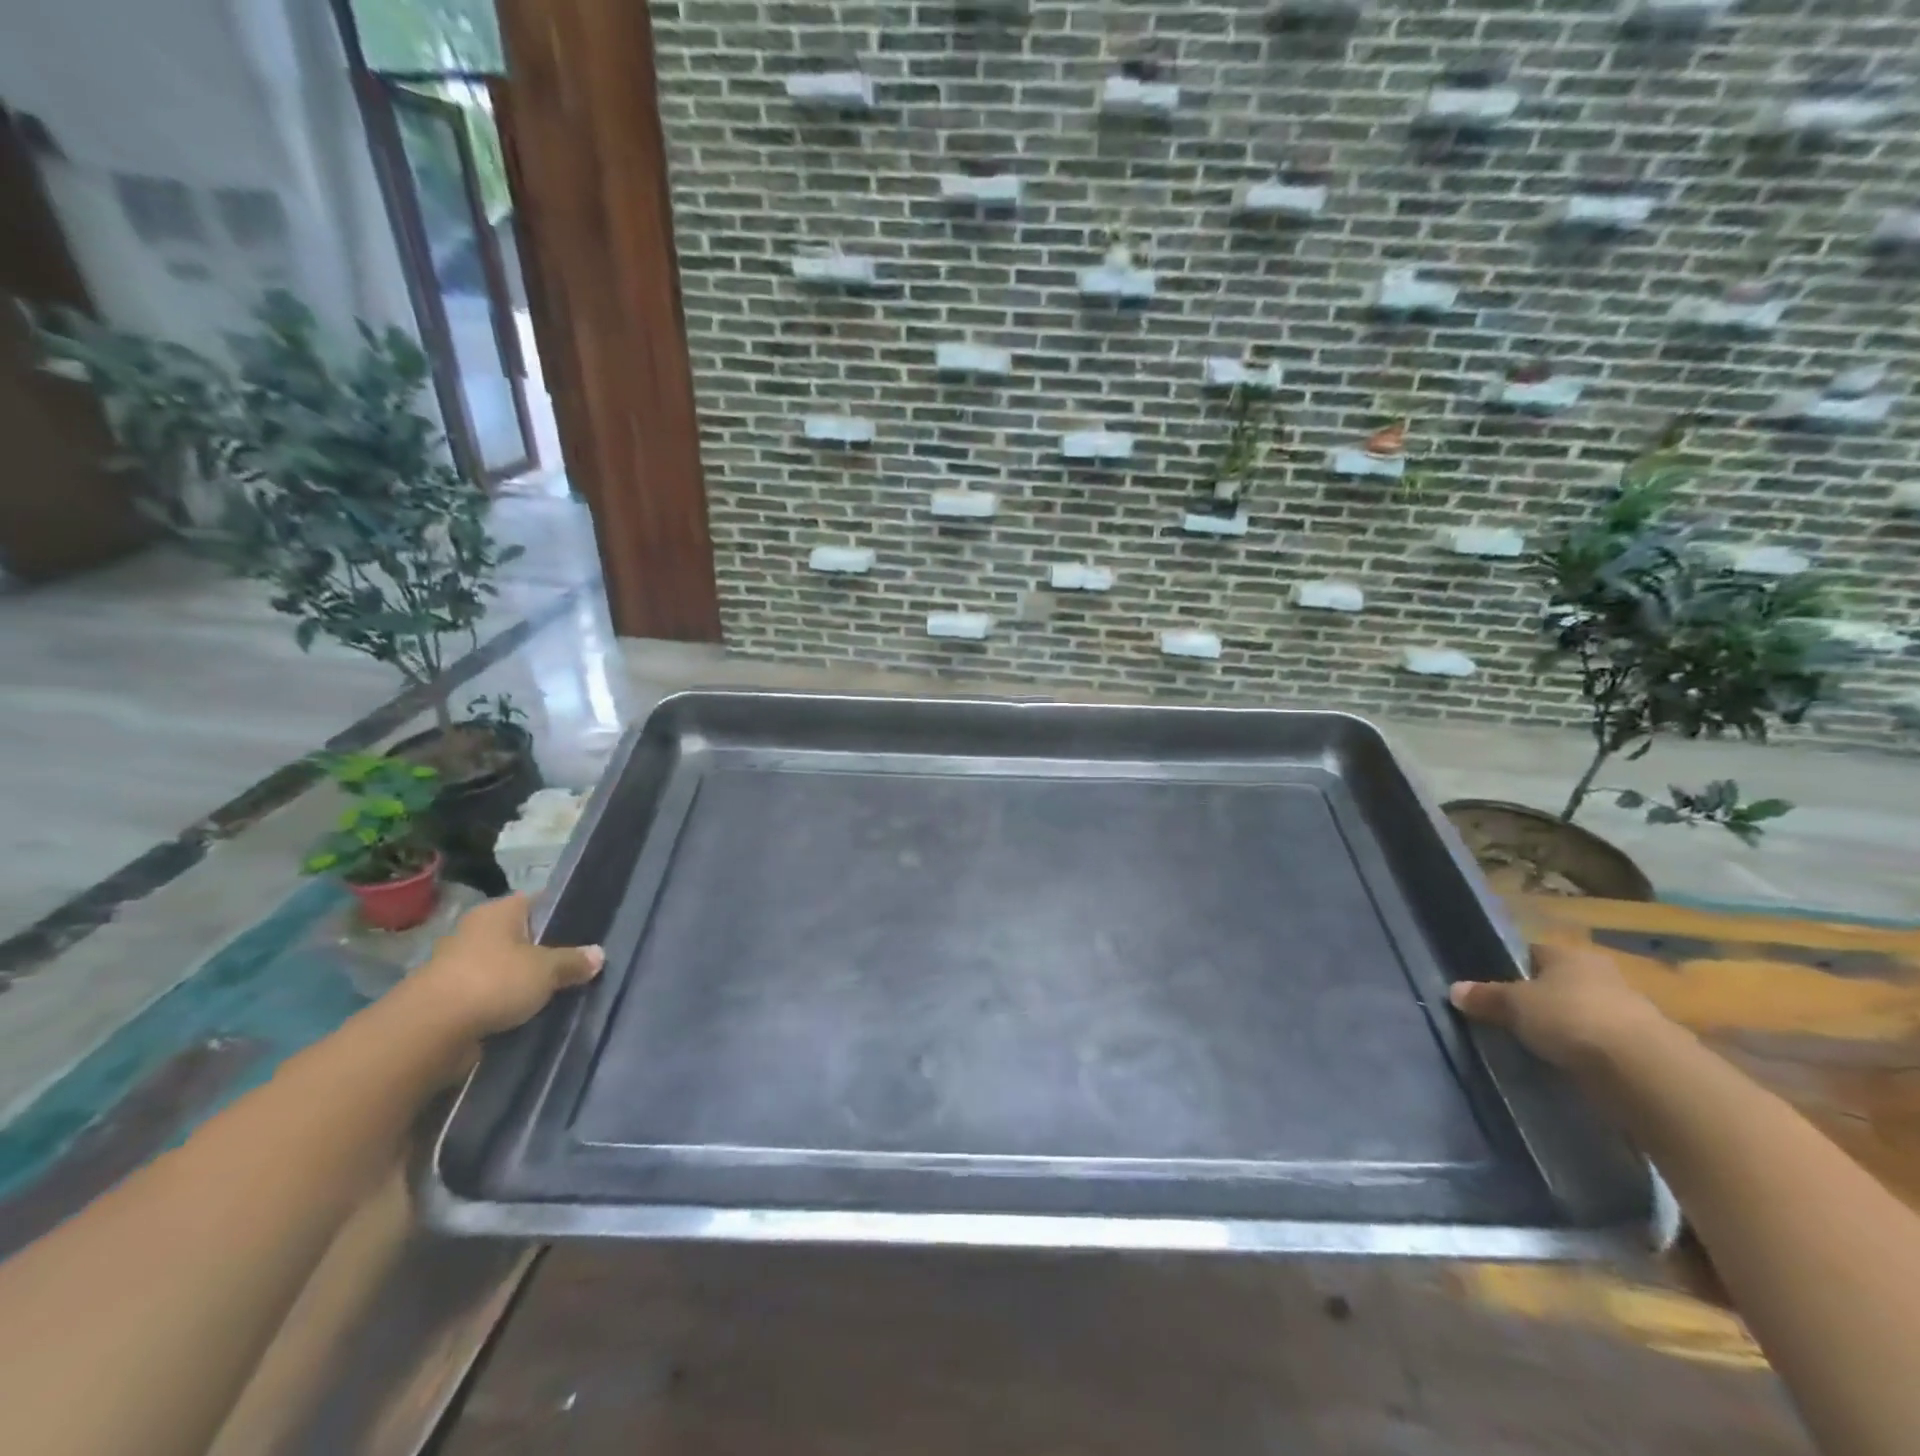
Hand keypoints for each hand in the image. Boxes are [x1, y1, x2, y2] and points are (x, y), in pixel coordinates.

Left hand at [411, 894, 604, 1039]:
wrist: (428, 1032)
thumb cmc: (493, 982)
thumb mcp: (547, 970)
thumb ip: (573, 961)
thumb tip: (598, 954)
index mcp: (498, 912)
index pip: (537, 901)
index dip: (562, 912)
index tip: (587, 928)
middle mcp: (475, 931)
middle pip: (521, 935)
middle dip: (545, 949)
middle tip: (578, 963)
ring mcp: (458, 965)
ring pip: (504, 967)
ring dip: (523, 979)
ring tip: (557, 991)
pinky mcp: (449, 999)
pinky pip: (489, 994)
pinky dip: (505, 1002)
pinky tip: (529, 1013)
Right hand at [1449, 942, 1667, 1072]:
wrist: (1645, 1070)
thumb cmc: (1570, 1018)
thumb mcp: (1513, 1006)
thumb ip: (1485, 997)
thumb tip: (1455, 990)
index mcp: (1569, 954)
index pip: (1534, 952)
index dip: (1513, 967)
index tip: (1496, 988)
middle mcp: (1602, 974)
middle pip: (1562, 982)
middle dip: (1543, 998)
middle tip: (1515, 1018)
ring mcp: (1630, 1010)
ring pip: (1586, 1012)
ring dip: (1569, 1026)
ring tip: (1542, 1045)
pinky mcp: (1647, 1047)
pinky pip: (1604, 1042)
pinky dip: (1589, 1051)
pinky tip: (1572, 1065)